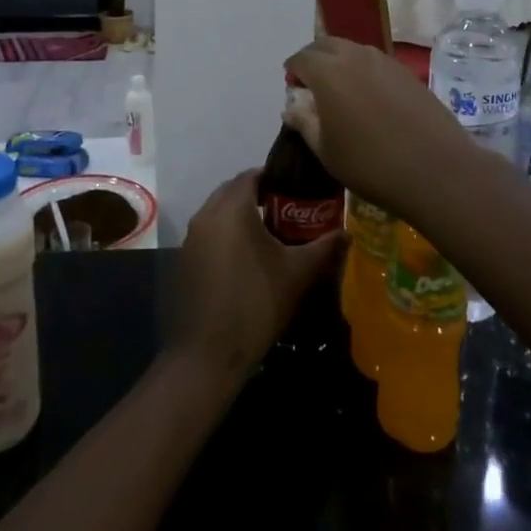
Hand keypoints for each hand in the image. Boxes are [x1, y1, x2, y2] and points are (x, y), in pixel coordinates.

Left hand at [170, 170, 346, 379]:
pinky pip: (208, 233)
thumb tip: (347, 233)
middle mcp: (206, 215)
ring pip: (217, 212)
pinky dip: (225, 235)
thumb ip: (323, 248)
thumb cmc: (257, 304)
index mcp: (231, 209)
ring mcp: (190, 238)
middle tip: (287, 210)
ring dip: (240, 215)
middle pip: (232, 191)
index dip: (274, 177)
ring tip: (270, 233)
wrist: (208, 355)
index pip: (251, 175)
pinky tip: (245, 258)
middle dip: (257, 195)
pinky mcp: (184, 260)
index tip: (296, 188)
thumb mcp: (297, 274)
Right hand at [283, 36, 480, 218]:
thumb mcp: (326, 150)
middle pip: (326, 45)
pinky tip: (370, 99)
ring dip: (340, 62)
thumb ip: (305, 123)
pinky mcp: (407, 73)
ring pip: (353, 50)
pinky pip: (376, 62)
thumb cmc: (370, 163)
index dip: (293, 72)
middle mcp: (355, 56)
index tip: (294, 89)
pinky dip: (364, 71)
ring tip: (341, 92)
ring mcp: (385, 62)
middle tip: (313, 85)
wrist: (436, 170)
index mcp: (328, 72)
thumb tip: (291, 108)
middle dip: (314, 59)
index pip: (301, 58)